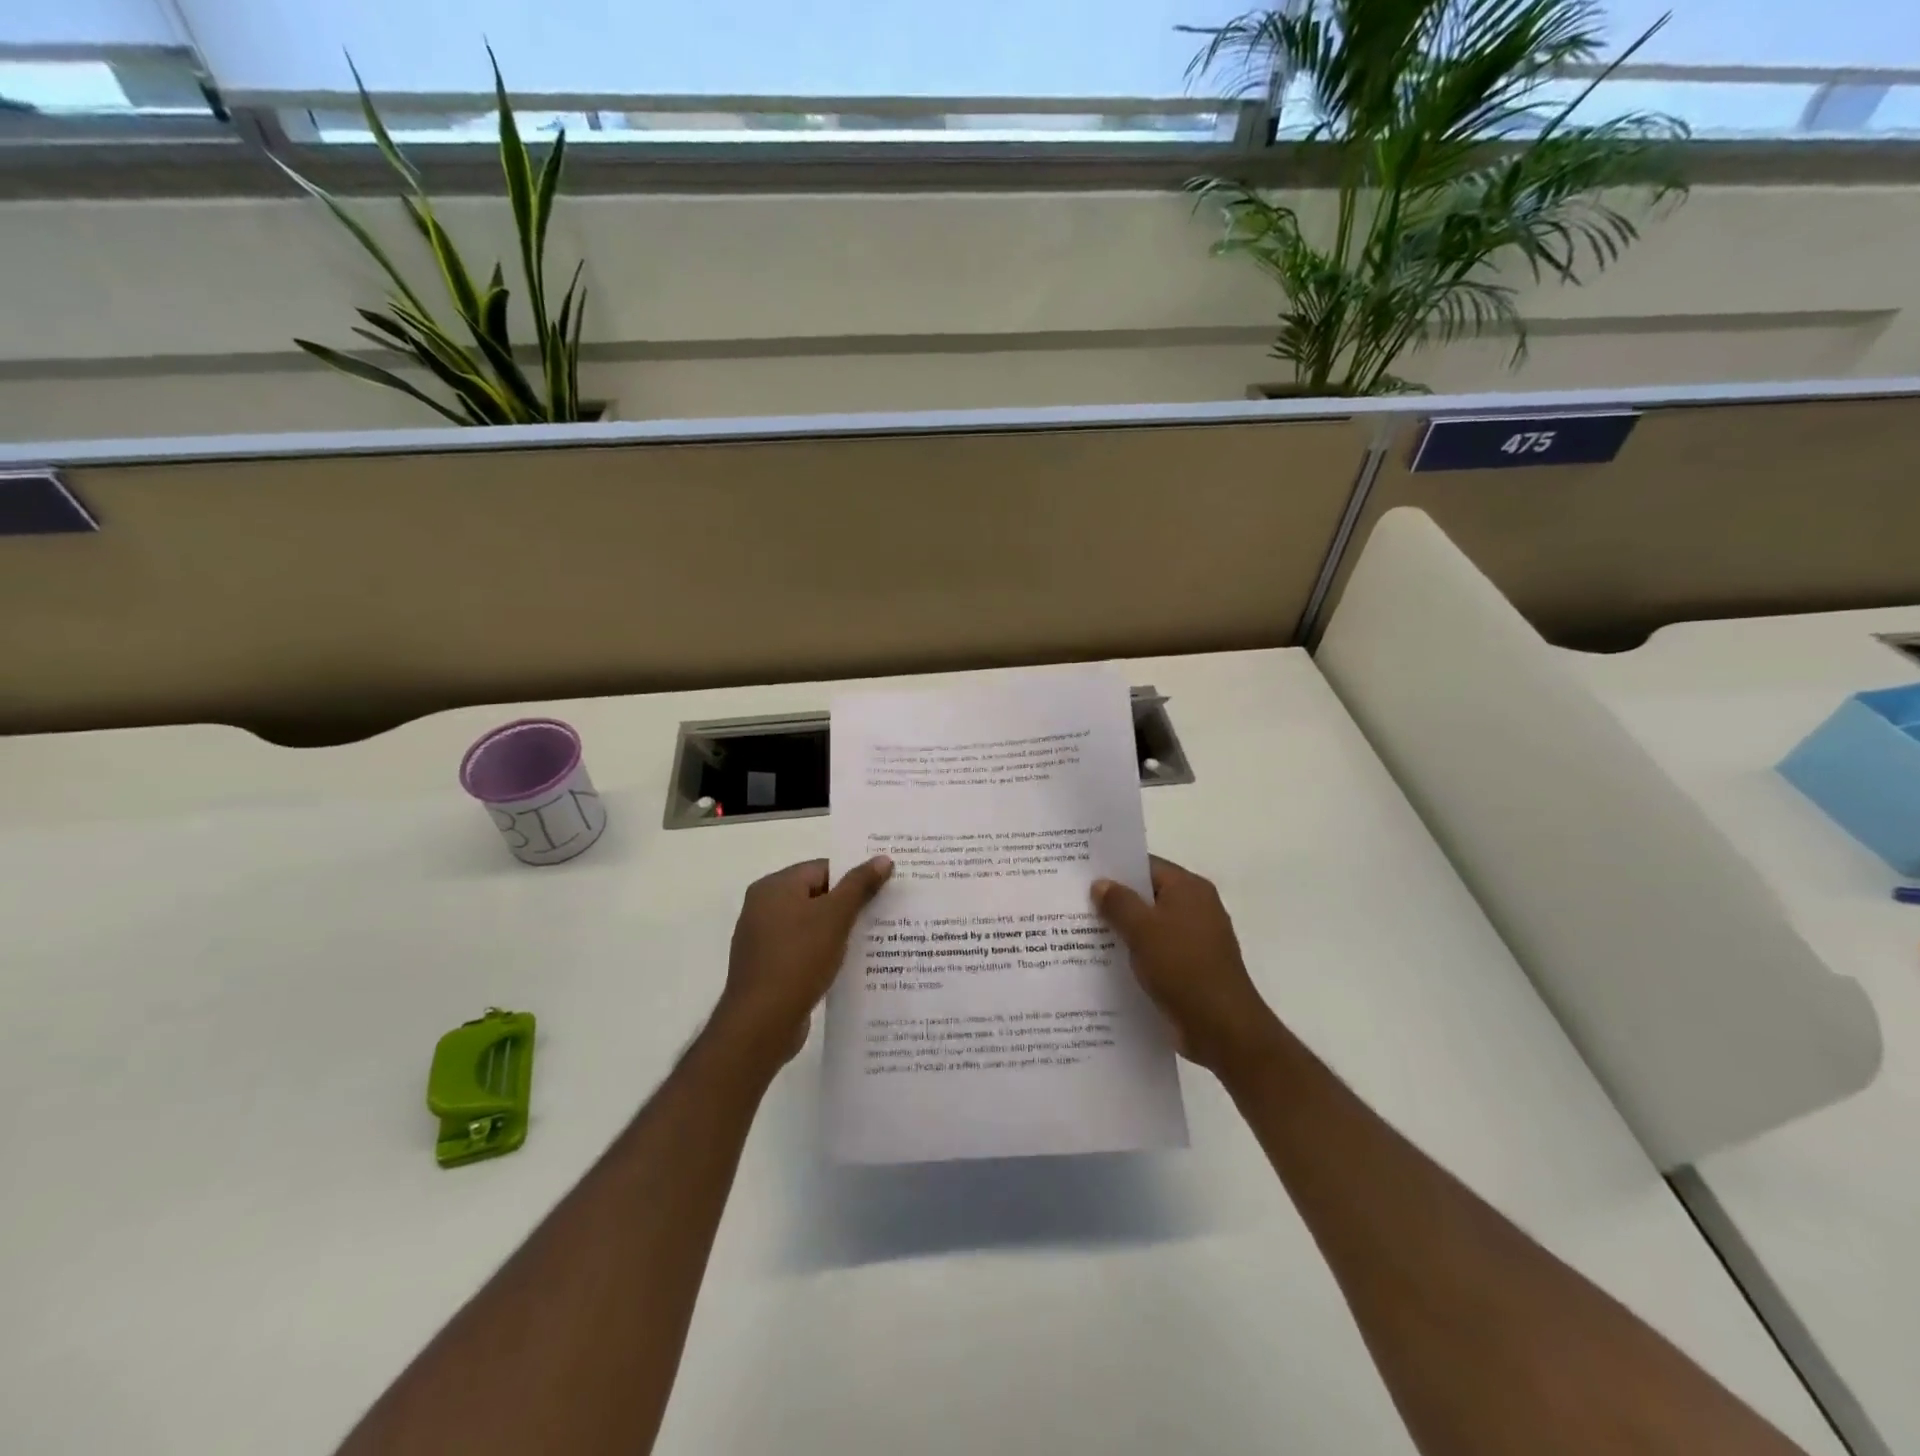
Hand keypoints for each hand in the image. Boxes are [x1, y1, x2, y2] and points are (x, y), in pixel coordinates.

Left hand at [709, 856, 893, 1070]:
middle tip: (886, 911)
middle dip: (850, 904)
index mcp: (774, 887)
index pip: (822, 869)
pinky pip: (803, 949)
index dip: (854, 876)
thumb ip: (859, 885)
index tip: (884, 887)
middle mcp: (763, 907)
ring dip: (839, 931)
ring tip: (875, 938)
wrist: (762, 1023)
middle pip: (816, 895)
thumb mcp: (835, 917)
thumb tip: (883, 858)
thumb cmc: (798, 959)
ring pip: (811, 924)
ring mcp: (763, 940)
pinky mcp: (769, 968)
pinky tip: (849, 964)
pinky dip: (825, 952)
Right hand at [1091, 856, 1283, 1076]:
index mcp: (1189, 888)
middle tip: (1075, 902)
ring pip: (1151, 925)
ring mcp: (1196, 939)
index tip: (1083, 874)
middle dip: (1115, 901)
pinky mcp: (1191, 967)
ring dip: (1123, 930)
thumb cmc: (1182, 967)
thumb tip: (1100, 883)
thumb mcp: (1142, 930)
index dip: (1115, 869)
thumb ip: (1118, 903)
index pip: (1147, 866)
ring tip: (1082, 932)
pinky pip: (1157, 951)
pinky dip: (1136, 953)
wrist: (1223, 1028)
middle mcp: (1196, 907)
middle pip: (1148, 895)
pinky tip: (1106, 962)